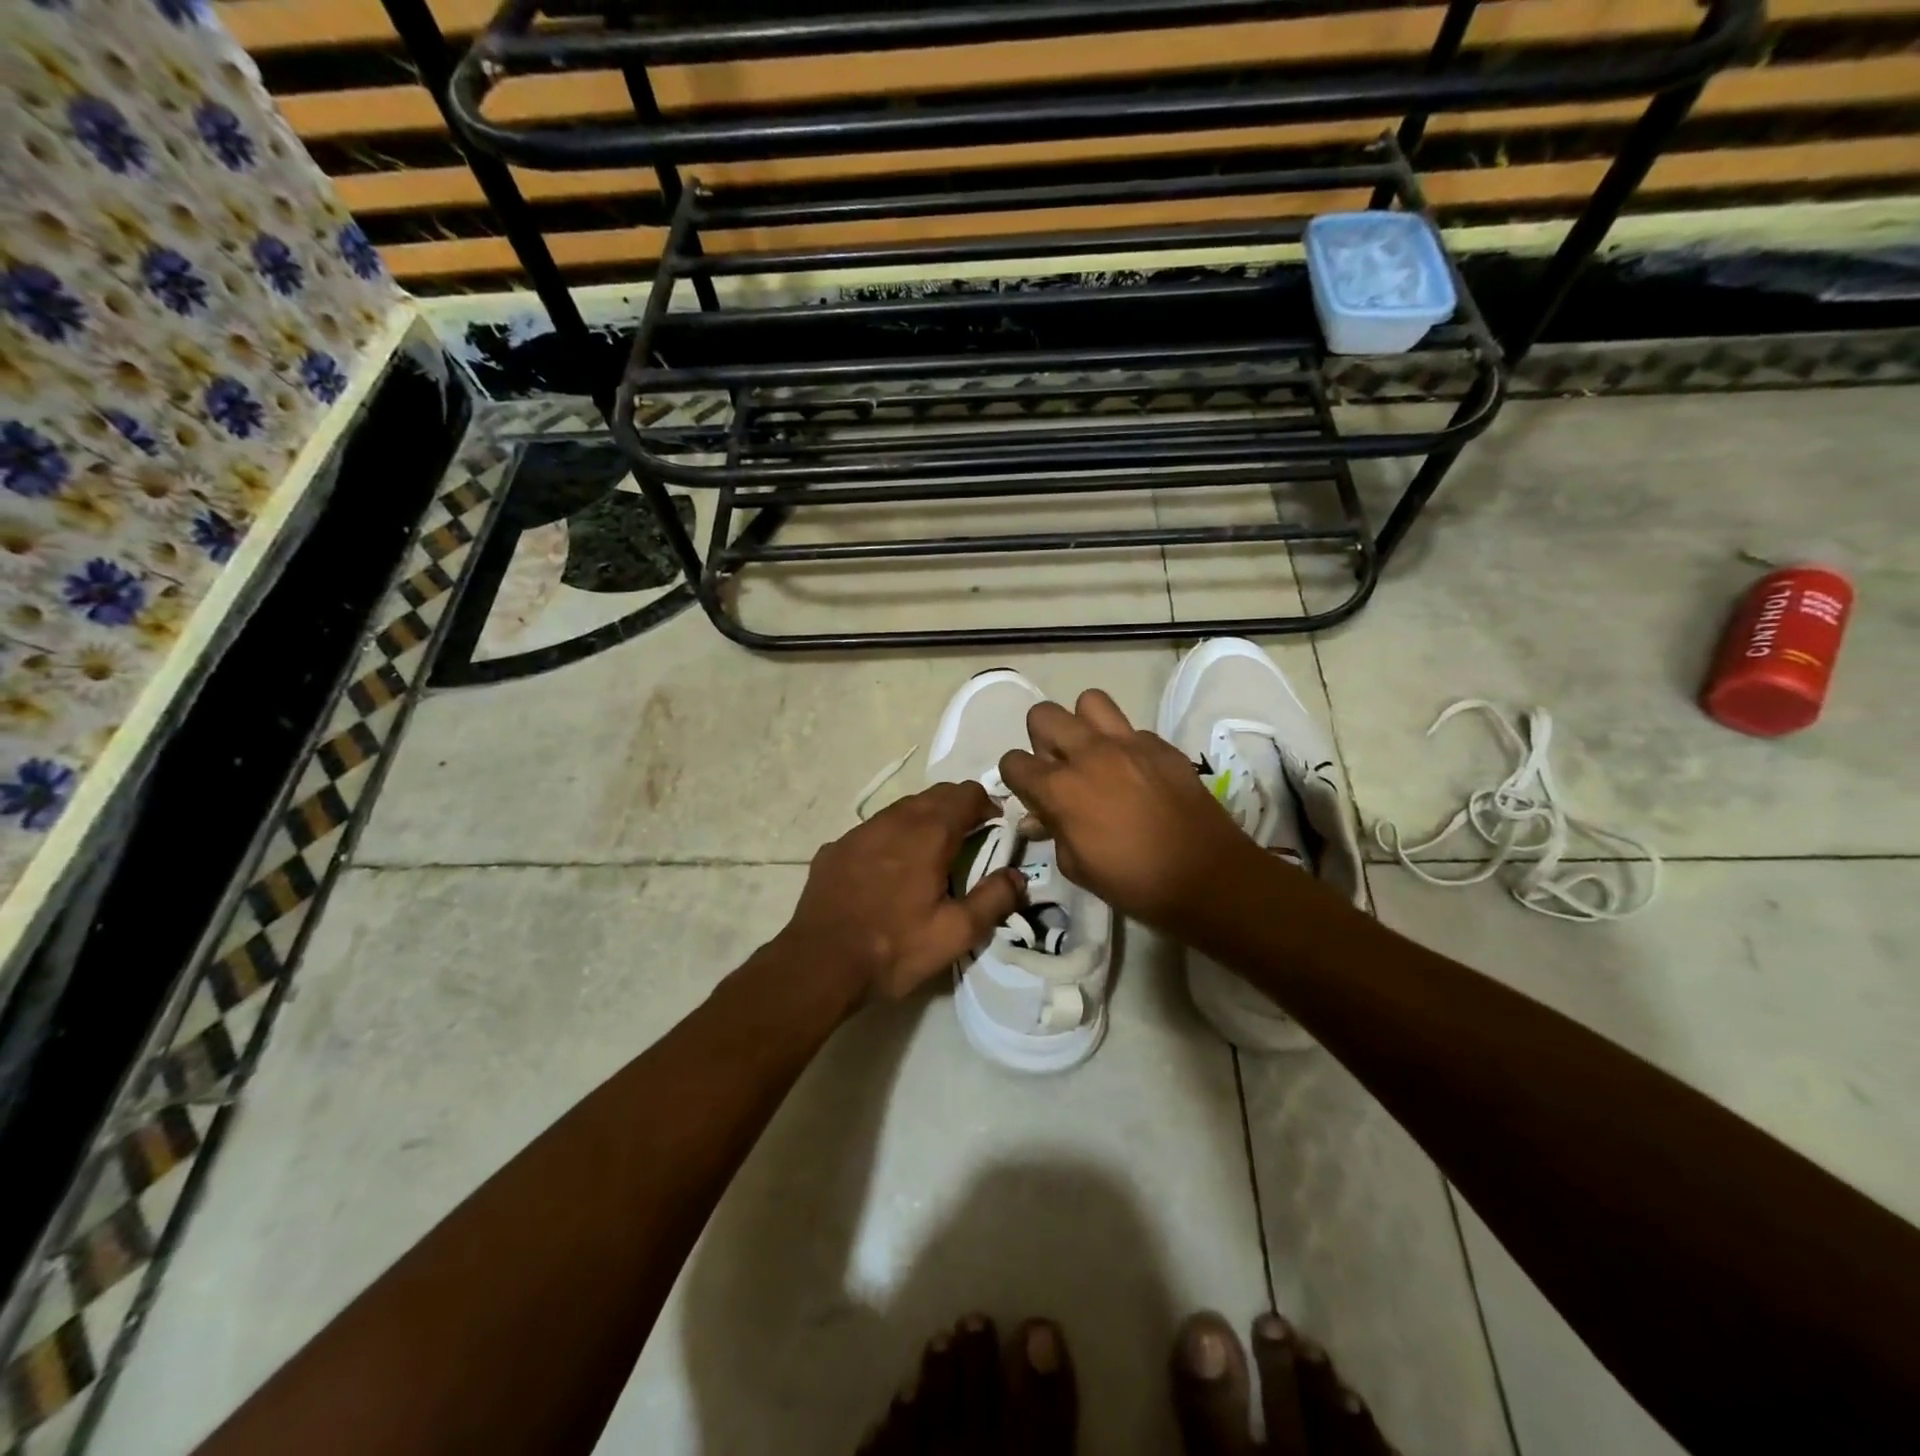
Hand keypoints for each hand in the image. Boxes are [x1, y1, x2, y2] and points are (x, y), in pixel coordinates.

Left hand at [778, 781, 1025, 1004]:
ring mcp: (859, 832)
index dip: (987, 806)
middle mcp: (894, 820)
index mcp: (929, 833)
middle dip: (957, 809)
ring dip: (923, 820)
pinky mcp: (835, 848)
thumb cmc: (894, 948)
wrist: (819, 964)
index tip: (994, 830)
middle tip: (968, 841)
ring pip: (901, 809)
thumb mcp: (956, 933)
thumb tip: (1017, 875)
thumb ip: (994, 898)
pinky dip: (891, 838)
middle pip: (935, 795)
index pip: (967, 794)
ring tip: (930, 855)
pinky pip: (873, 830)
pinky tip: (887, 871)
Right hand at [998, 690, 1255, 935]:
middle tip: (1059, 767)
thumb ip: (1053, 832)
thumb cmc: (1132, 882)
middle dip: (1042, 739)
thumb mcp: (1076, 866)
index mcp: (1061, 788)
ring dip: (1083, 724)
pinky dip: (1124, 746)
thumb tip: (1039, 818)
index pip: (1013, 761)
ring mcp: (1128, 743)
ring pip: (1089, 701)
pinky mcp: (1160, 745)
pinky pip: (1131, 730)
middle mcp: (1088, 754)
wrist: (1205, 875)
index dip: (1016, 778)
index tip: (1030, 793)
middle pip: (1043, 715)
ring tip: (1093, 754)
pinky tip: (1135, 774)